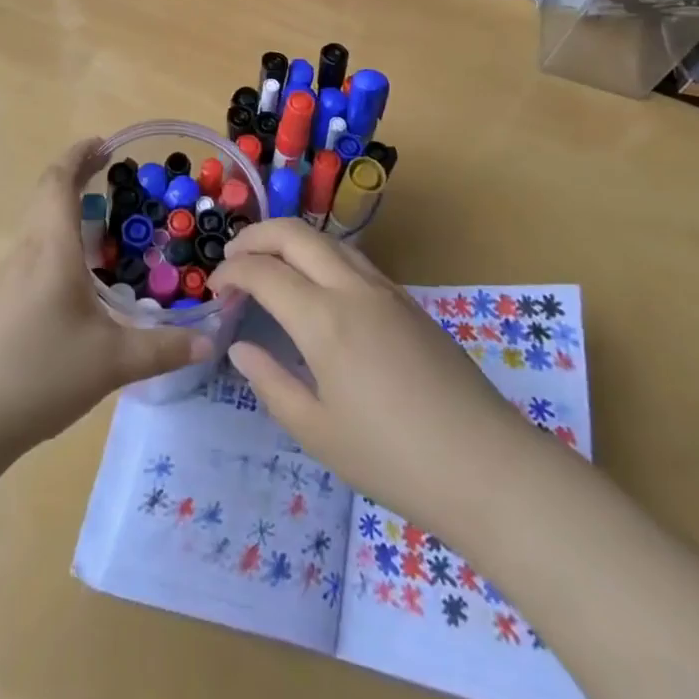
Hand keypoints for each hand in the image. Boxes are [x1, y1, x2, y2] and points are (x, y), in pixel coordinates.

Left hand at [0, 139, 208, 451]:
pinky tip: (81, 270)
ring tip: (104, 217)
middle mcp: (29, 251)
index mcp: (53, 248)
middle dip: (77, 175)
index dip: (79, 156)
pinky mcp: (4, 300)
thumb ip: (163, 348)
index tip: (105, 144)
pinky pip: (36, 249)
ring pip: (39, 222)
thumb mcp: (112, 362)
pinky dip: (60, 237)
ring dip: (67, 206)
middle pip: (47, 195)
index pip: (59, 182)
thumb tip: (210, 341)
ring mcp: (12, 276)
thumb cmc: (39, 372)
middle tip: (112, 172)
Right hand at [214, 220, 536, 533]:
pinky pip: (353, 259)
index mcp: (324, 319)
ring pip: (328, 240)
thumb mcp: (318, 432)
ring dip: (291, 240)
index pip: (264, 272)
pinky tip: (315, 286)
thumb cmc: (393, 458)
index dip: (232, 272)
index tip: (213, 289)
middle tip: (232, 258)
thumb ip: (272, 383)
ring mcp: (385, 289)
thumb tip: (242, 348)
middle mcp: (352, 288)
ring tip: (269, 263)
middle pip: (296, 234)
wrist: (484, 464)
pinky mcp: (408, 300)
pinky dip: (321, 255)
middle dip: (256, 236)